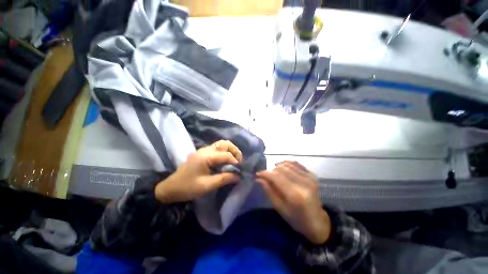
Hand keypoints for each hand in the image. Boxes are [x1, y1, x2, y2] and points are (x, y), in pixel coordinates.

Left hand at [155, 140, 242, 202]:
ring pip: (221, 145)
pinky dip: (224, 153)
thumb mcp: (207, 185)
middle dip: (234, 151)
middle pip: (224, 144)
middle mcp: (205, 150)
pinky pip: (216, 149)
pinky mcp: (202, 154)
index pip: (226, 155)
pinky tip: (226, 161)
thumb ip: (224, 179)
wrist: (170, 188)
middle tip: (239, 161)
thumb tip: (238, 176)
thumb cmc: (187, 187)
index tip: (241, 170)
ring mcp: (203, 151)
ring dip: (229, 151)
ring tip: (234, 161)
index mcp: (206, 156)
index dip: (236, 161)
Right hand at [256, 161, 330, 244]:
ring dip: (278, 167)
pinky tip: (282, 168)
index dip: (265, 173)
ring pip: (288, 164)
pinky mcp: (312, 175)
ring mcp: (310, 178)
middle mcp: (304, 183)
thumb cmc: (296, 219)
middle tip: (265, 176)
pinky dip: (286, 164)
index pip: (276, 177)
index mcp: (295, 196)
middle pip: (282, 169)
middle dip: (271, 170)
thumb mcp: (280, 208)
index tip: (257, 174)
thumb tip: (259, 178)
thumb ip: (269, 191)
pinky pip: (296, 164)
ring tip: (273, 173)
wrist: (317, 221)